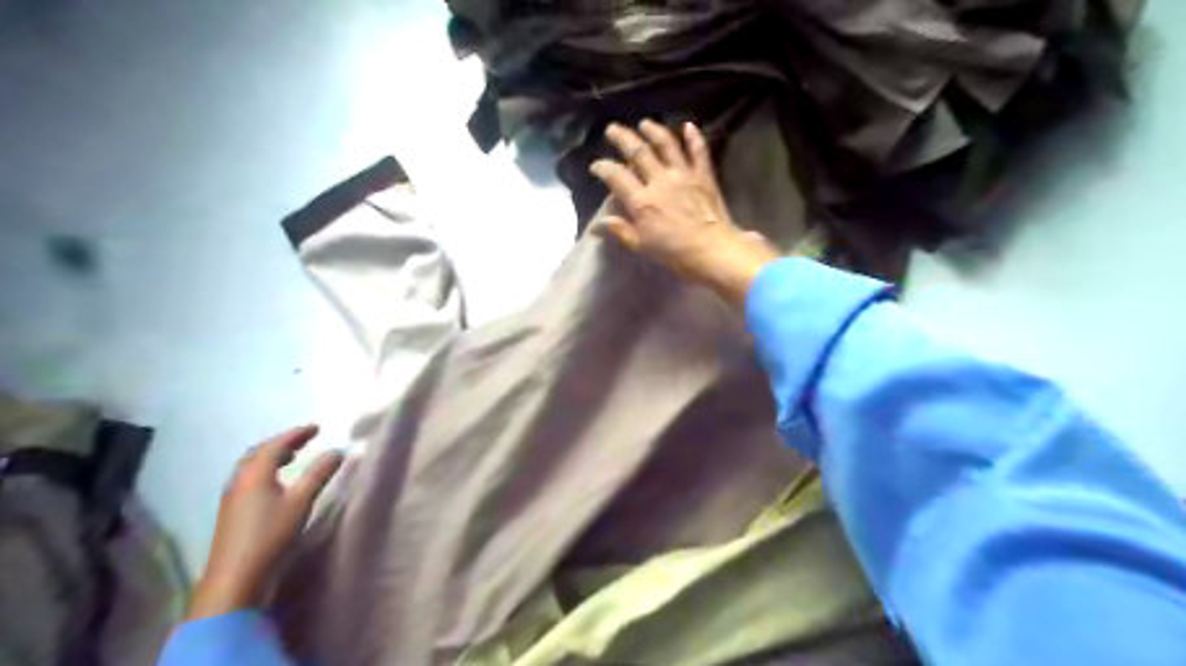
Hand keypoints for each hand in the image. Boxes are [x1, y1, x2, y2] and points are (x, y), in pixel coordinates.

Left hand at [185, 426, 343, 618]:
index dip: (296, 434)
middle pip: (258, 454)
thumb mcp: (301, 501)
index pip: (275, 445)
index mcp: (255, 474)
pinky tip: (275, 484)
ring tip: (291, 458)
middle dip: (282, 443)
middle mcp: (239, 481)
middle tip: (303, 440)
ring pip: (251, 468)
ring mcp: (232, 499)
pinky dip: (265, 472)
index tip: (316, 428)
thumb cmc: (271, 535)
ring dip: (271, 458)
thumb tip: (337, 451)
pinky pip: (248, 480)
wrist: (236, 578)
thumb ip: (319, 474)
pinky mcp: (232, 514)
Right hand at [590, 120, 778, 306]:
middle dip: (622, 138)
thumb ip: (621, 231)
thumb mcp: (642, 246)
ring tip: (644, 123)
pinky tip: (688, 126)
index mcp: (641, 201)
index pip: (616, 176)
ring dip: (653, 131)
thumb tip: (600, 223)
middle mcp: (659, 180)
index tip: (596, 165)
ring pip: (665, 145)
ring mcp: (683, 175)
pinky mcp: (703, 176)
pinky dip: (693, 137)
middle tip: (612, 129)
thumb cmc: (675, 253)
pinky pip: (698, 151)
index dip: (603, 167)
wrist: (713, 250)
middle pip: (638, 152)